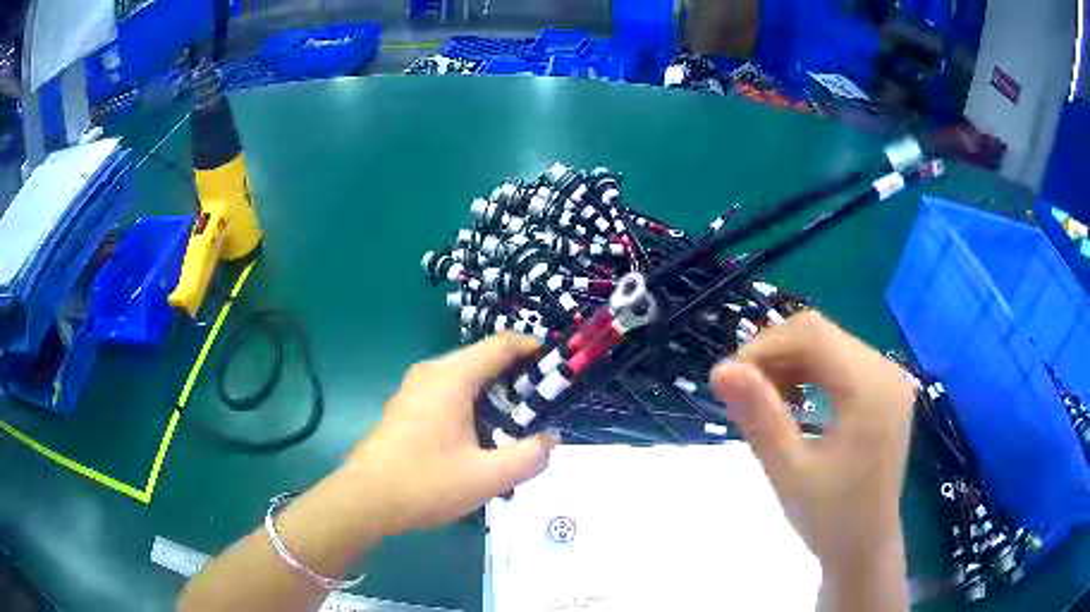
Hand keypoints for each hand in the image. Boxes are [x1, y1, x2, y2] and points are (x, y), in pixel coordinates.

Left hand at [347, 332, 556, 535]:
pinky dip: (473, 403)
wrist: (365, 500)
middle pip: (484, 359)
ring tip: (519, 422)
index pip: (502, 345)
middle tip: (545, 404)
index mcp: (451, 377)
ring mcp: (415, 388)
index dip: (533, 349)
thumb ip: (528, 458)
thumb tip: (550, 440)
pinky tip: (482, 435)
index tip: (560, 368)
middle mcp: (432, 372)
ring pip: (466, 377)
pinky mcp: (407, 406)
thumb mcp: (487, 478)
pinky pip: (449, 392)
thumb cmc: (425, 483)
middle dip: (518, 376)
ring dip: (495, 393)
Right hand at [710, 312, 914, 605]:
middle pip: (821, 334)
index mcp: (872, 388)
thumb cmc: (830, 518)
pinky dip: (809, 373)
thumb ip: (759, 417)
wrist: (865, 547)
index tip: (730, 381)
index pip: (812, 335)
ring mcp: (890, 378)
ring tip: (766, 403)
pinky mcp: (885, 390)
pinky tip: (794, 402)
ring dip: (790, 364)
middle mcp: (887, 371)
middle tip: (744, 395)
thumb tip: (720, 370)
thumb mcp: (789, 472)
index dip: (765, 347)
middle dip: (775, 355)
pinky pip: (840, 362)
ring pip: (828, 344)